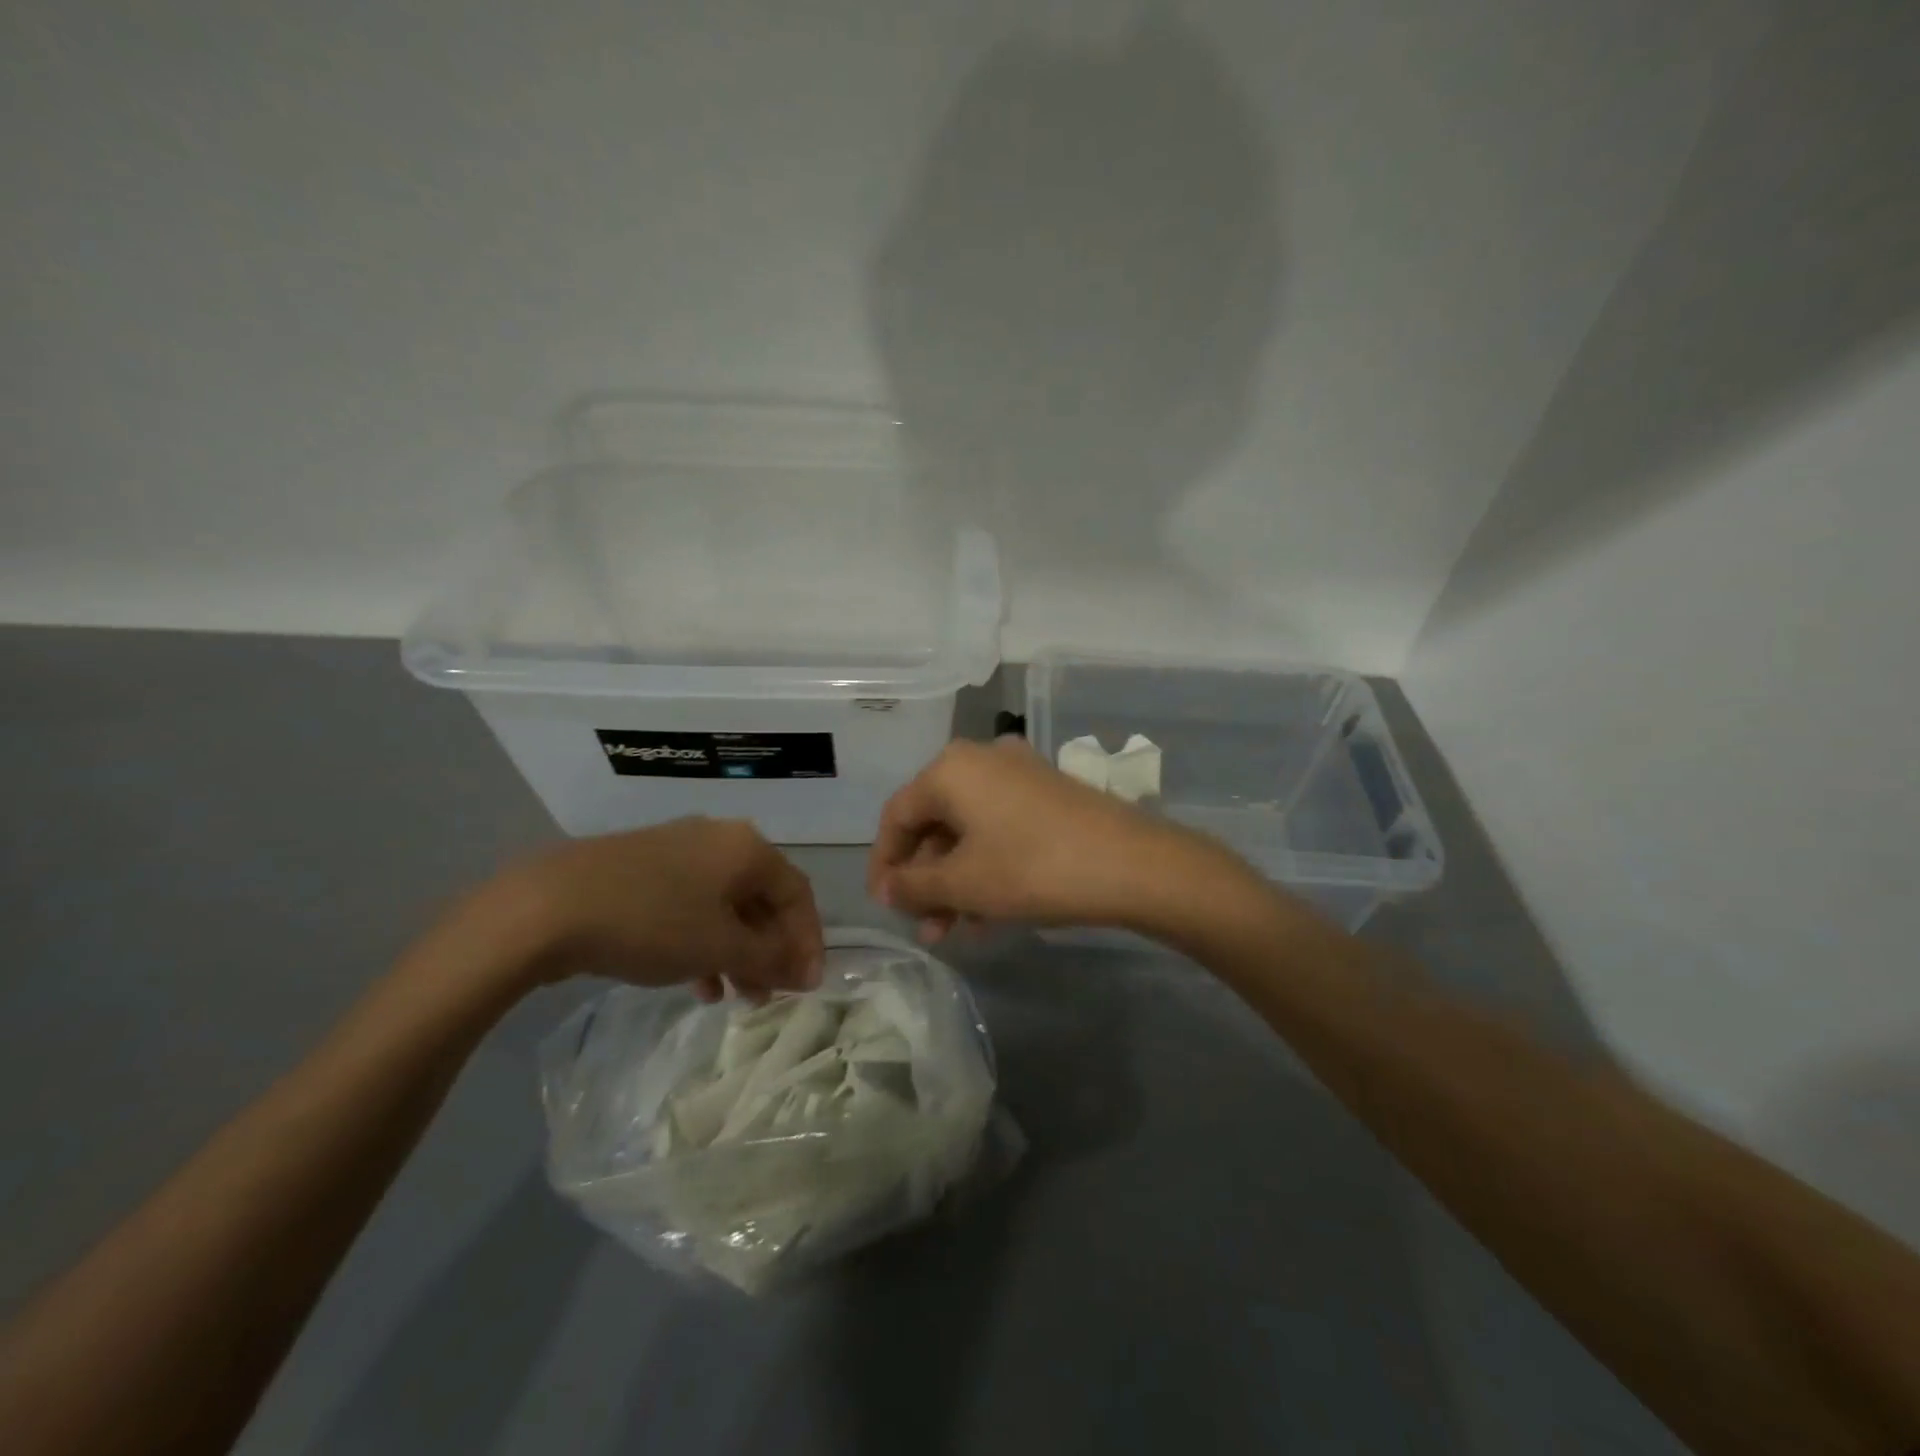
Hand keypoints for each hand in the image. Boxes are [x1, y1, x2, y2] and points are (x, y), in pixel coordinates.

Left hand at [477, 819, 824, 1000]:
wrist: (547, 906)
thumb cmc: (652, 922)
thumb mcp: (720, 946)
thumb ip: (770, 958)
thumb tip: (805, 970)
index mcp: (747, 848)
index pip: (797, 894)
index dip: (808, 942)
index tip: (806, 987)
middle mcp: (719, 839)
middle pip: (762, 898)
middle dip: (770, 950)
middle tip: (769, 995)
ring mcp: (678, 850)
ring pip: (726, 905)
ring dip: (738, 951)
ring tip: (733, 996)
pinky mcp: (644, 867)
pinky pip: (692, 905)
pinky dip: (703, 941)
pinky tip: (694, 980)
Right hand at [868, 737, 1255, 939]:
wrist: (1132, 864)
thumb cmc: (1032, 868)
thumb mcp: (963, 883)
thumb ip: (913, 885)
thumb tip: (887, 887)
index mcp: (951, 769)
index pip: (897, 816)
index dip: (884, 864)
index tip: (883, 906)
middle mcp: (981, 760)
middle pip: (935, 824)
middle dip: (925, 881)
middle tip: (924, 927)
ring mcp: (1019, 775)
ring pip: (969, 832)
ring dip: (955, 882)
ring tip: (953, 932)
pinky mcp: (1048, 795)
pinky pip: (1000, 831)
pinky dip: (987, 869)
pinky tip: (987, 917)